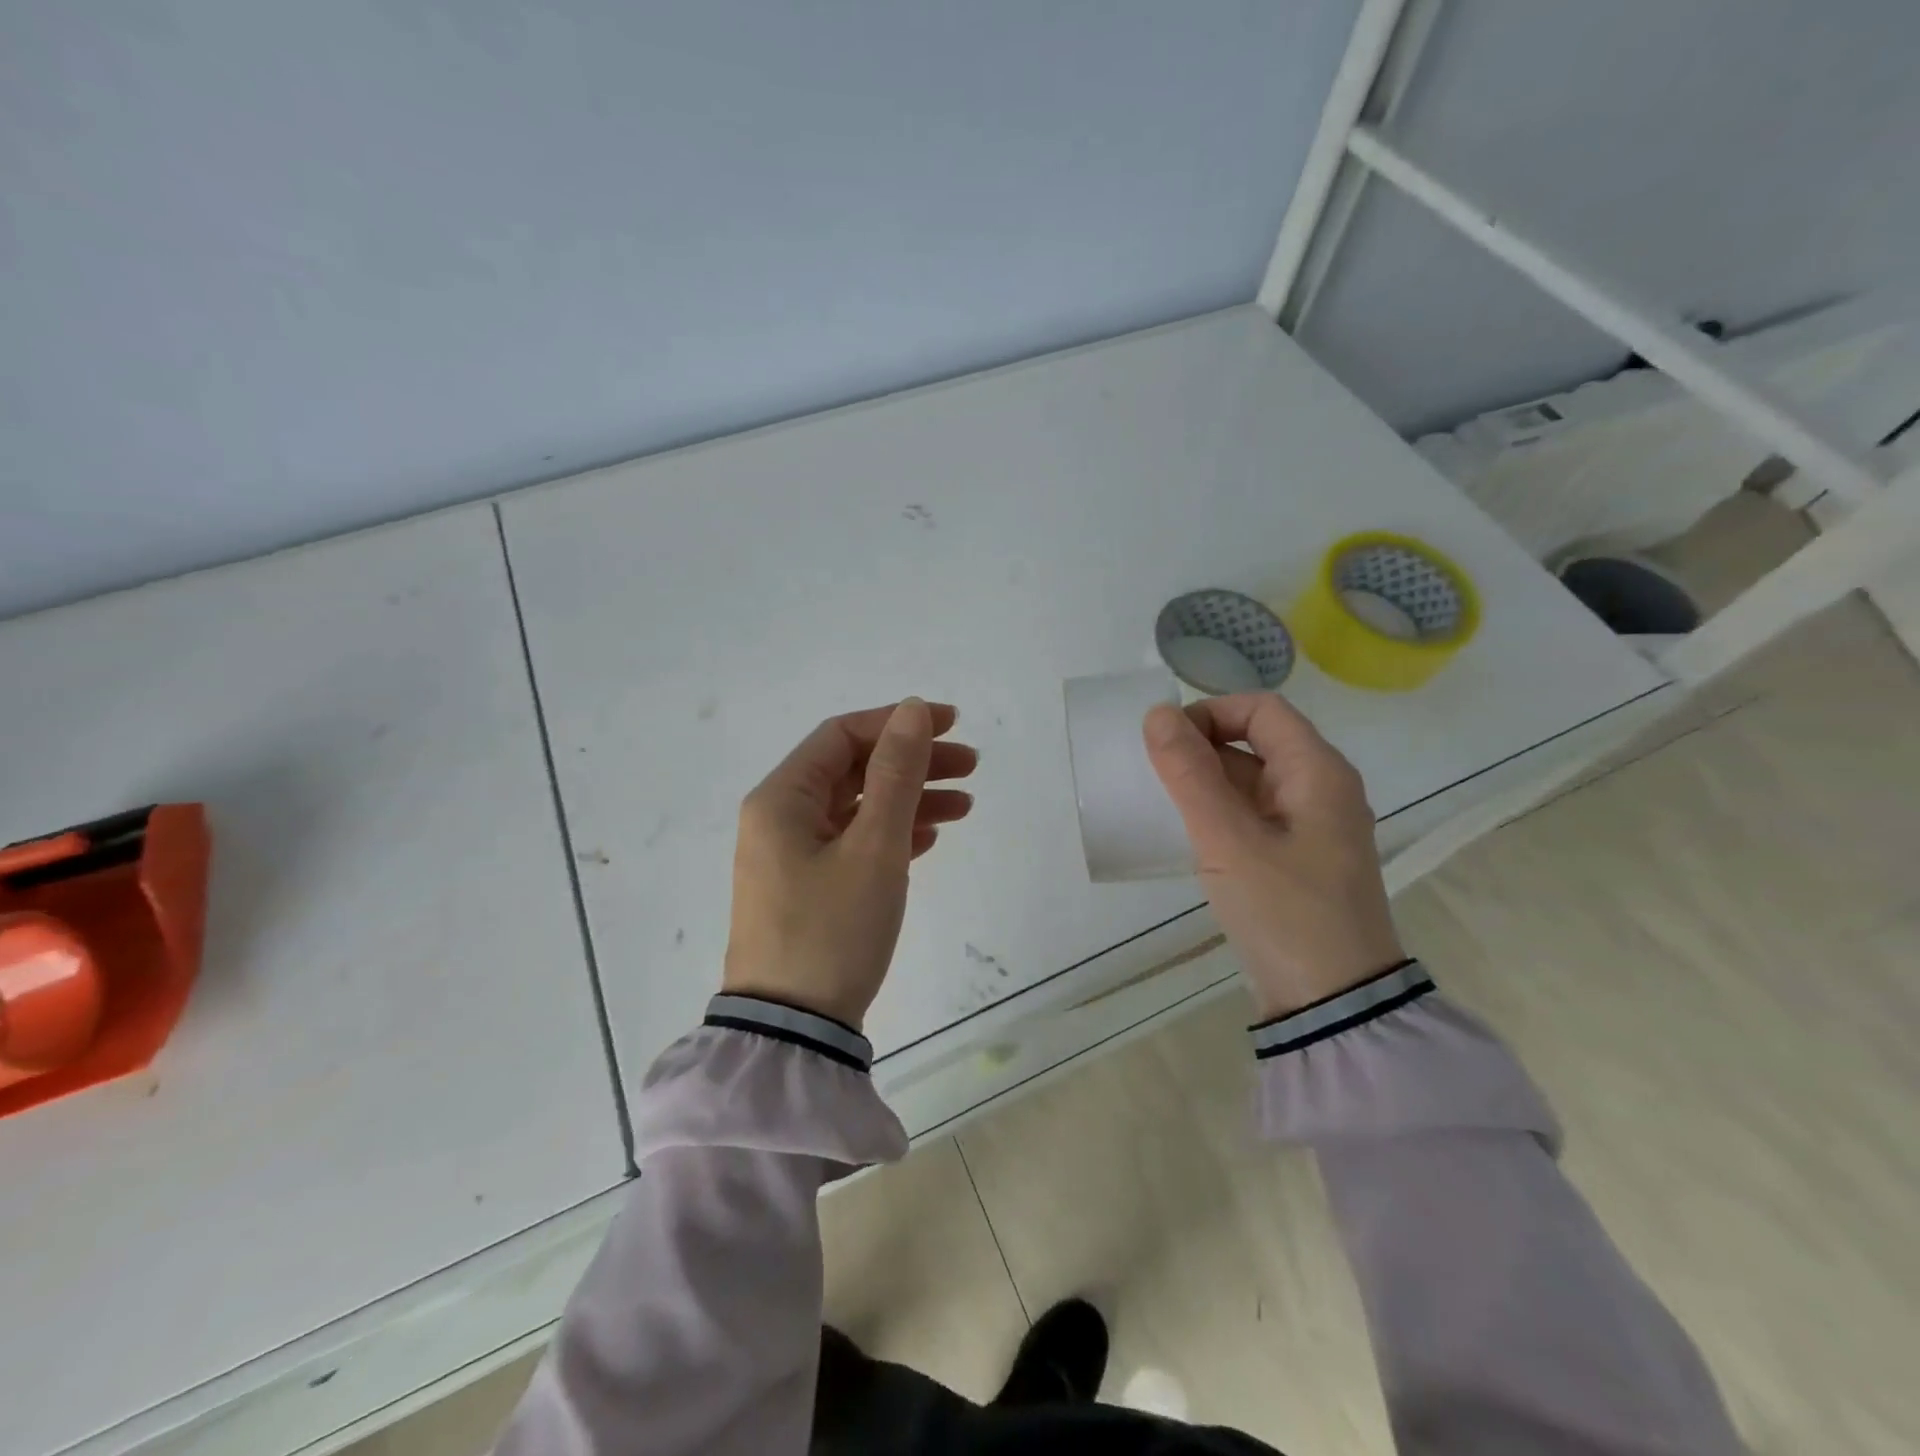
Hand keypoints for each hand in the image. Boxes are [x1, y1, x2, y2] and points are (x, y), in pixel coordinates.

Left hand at [723, 700, 977, 1028]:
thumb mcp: (874, 846)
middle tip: (970, 766)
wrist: (793, 1031)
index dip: (898, 723)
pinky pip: (853, 843)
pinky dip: (892, 834)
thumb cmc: (832, 929)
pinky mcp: (807, 888)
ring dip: (909, 800)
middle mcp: (780, 819)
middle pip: (853, 770)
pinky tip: (930, 838)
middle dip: (912, 763)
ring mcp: (792, 856)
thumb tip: (913, 709)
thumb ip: (896, 773)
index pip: (843, 736)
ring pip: (857, 808)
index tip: (951, 725)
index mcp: (782, 798)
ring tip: (964, 806)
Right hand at [1143, 694, 1403, 1019]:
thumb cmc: (1285, 912)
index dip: (1209, 713)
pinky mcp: (1299, 859)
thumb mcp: (1228, 840)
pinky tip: (1188, 836)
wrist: (1335, 1005)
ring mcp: (1312, 827)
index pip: (1261, 709)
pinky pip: (1253, 815)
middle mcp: (1321, 789)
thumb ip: (1189, 774)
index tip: (1165, 744)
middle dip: (1201, 747)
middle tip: (1154, 776)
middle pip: (1256, 740)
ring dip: (1206, 782)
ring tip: (1162, 805)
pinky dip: (1219, 813)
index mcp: (1318, 772)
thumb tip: (1157, 714)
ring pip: (1251, 780)